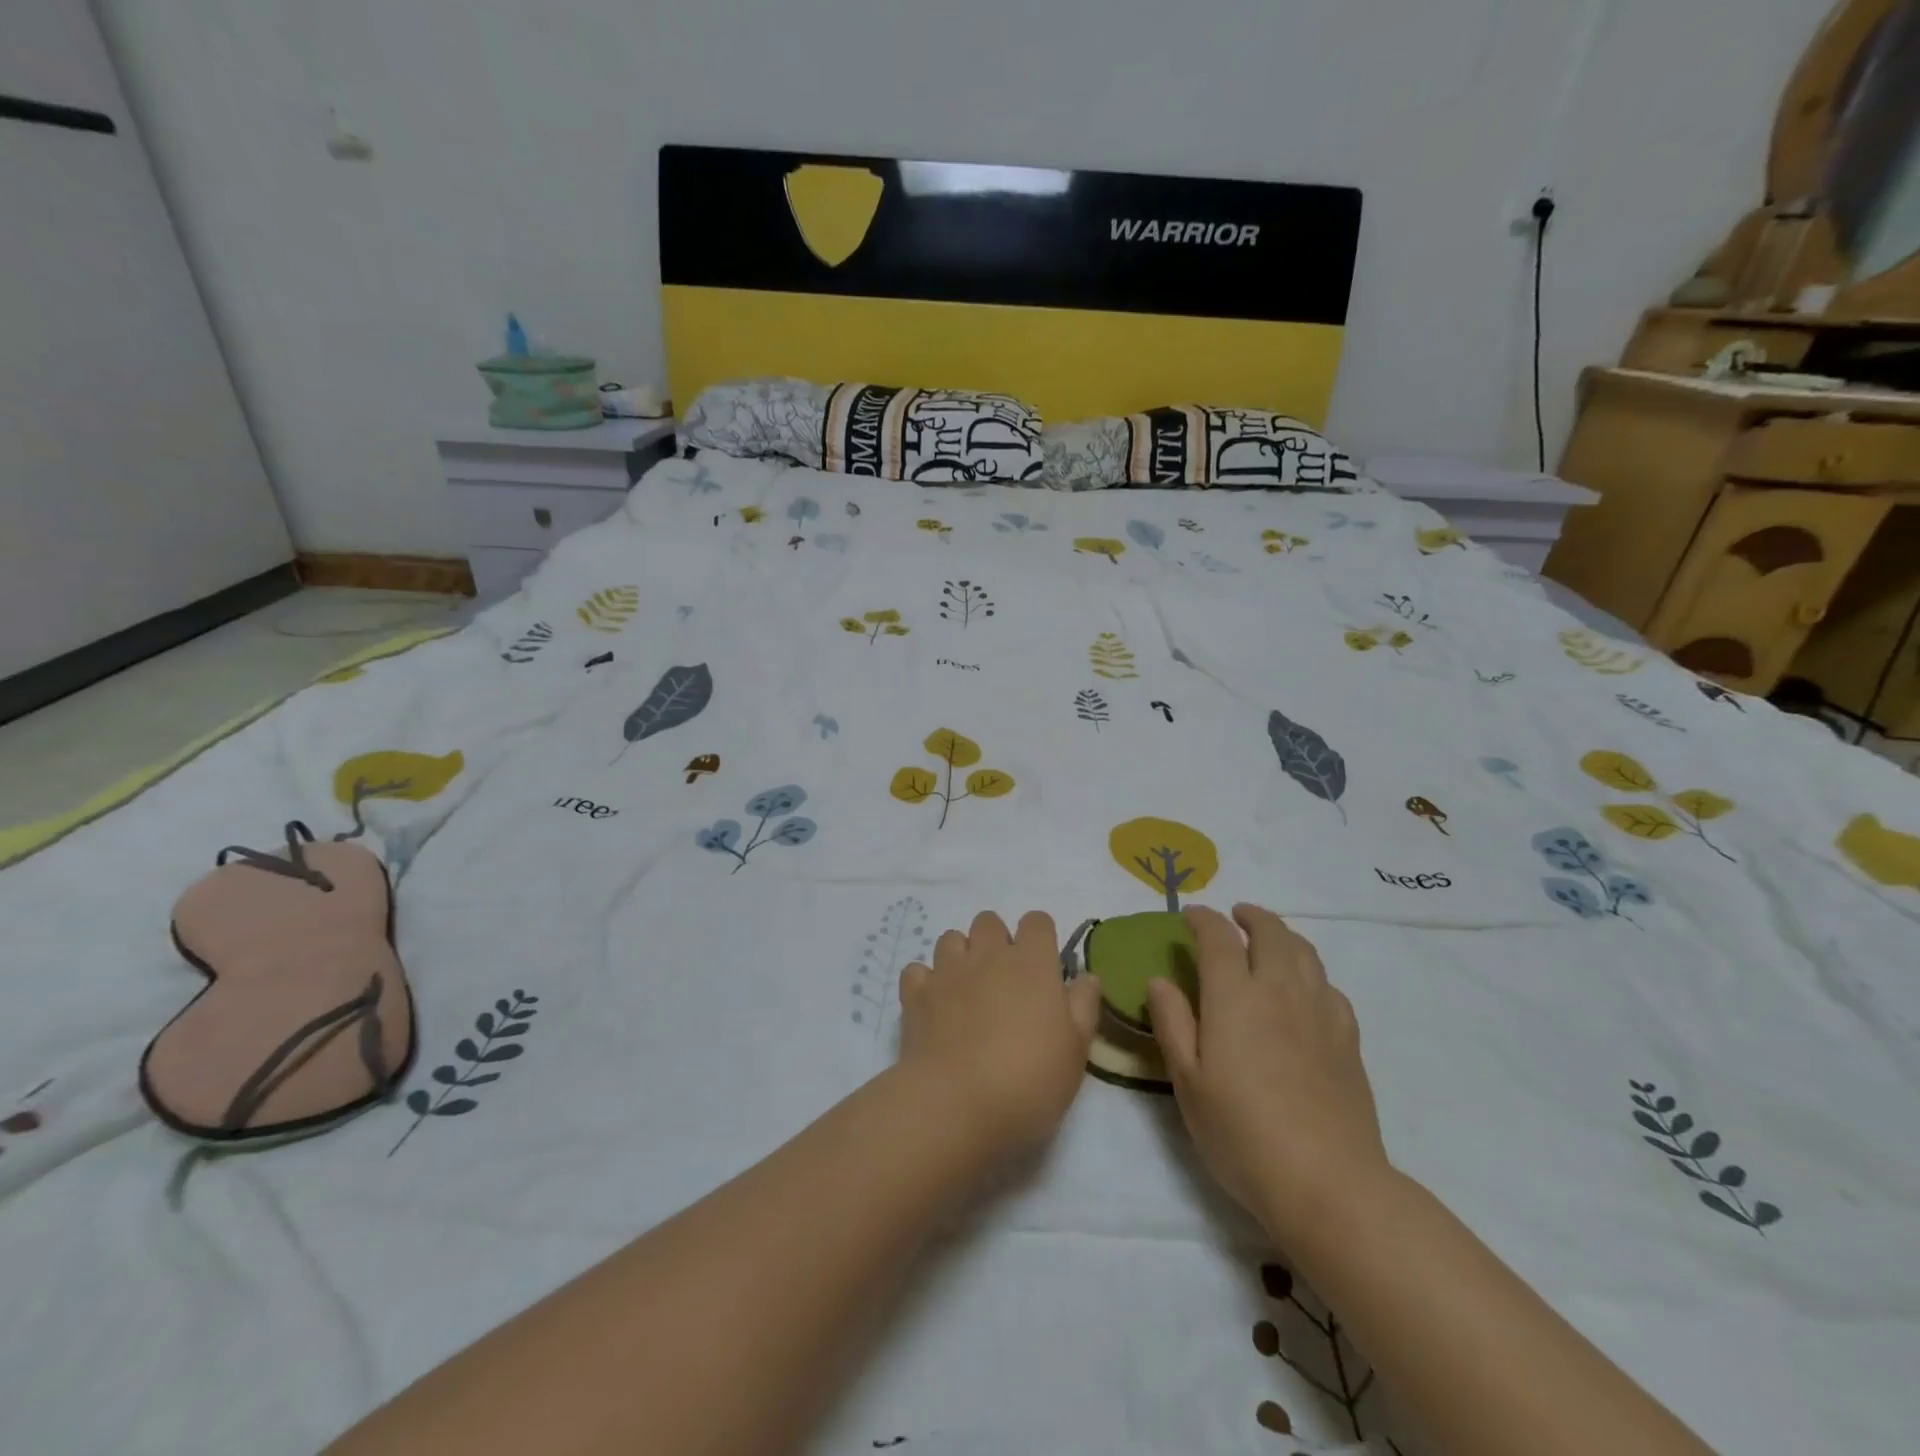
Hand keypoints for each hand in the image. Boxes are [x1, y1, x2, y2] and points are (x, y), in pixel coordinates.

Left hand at [898, 911, 1102, 1155]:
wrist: (956, 1104)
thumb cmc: (1029, 1079)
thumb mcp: (1076, 1049)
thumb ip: (1083, 1006)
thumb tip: (1085, 976)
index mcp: (1031, 962)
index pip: (1037, 921)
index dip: (1041, 937)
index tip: (1044, 967)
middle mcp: (987, 955)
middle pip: (989, 921)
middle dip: (996, 940)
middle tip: (1005, 981)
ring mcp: (947, 971)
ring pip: (951, 938)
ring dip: (960, 956)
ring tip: (967, 991)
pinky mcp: (915, 994)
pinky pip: (917, 970)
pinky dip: (926, 982)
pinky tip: (934, 1006)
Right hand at [1148, 904, 1390, 1243]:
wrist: (1328, 1182)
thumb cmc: (1242, 1132)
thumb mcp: (1188, 1082)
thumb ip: (1172, 1023)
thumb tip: (1161, 980)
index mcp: (1235, 996)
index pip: (1219, 937)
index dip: (1203, 919)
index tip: (1189, 917)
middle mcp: (1280, 990)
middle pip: (1271, 932)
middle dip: (1250, 916)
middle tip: (1235, 916)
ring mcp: (1320, 1012)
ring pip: (1305, 953)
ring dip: (1284, 935)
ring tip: (1269, 940)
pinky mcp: (1348, 1039)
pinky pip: (1330, 986)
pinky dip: (1311, 973)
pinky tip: (1305, 990)